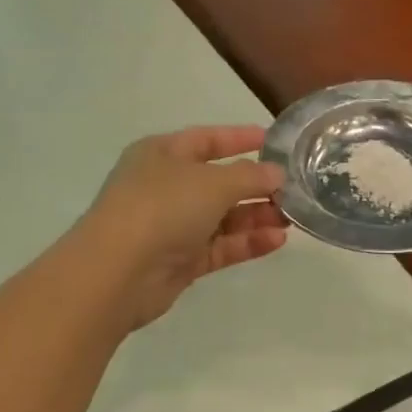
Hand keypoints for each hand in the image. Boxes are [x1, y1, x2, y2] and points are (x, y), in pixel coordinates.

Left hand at [80, 126, 287, 328]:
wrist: (118, 272)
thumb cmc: (162, 208)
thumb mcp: (212, 182)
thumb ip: (250, 176)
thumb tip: (276, 173)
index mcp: (162, 154)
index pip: (207, 139)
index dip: (240, 138)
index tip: (274, 140)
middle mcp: (166, 186)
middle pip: (218, 181)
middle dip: (256, 185)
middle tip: (293, 189)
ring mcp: (172, 225)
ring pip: (222, 217)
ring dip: (256, 216)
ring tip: (292, 218)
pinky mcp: (180, 260)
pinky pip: (220, 246)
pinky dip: (247, 242)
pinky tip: (277, 240)